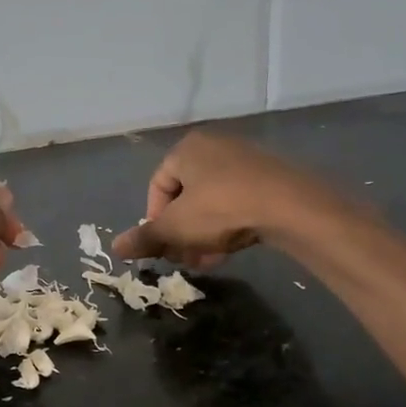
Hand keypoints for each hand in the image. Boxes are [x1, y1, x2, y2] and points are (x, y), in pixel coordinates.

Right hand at [111, 131, 343, 266]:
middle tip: (184, 258)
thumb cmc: (221, 209)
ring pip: (210, 203)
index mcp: (186, 149)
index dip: (154, 221)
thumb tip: (115, 248)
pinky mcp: (268, 176)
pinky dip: (227, 225)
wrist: (290, 206)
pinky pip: (236, 202)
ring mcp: (244, 160)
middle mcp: (214, 147)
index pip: (157, 187)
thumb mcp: (175, 228)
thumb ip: (145, 238)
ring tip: (208, 260)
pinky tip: (231, 248)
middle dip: (181, 233)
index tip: (163, 246)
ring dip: (202, 235)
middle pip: (184, 197)